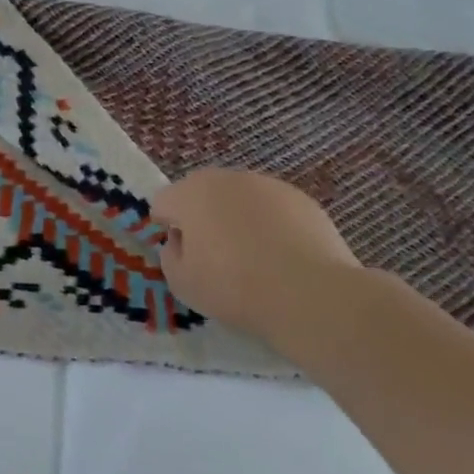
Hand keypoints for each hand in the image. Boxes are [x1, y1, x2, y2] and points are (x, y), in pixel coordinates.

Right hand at [153, 169, 361, 341]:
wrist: (309, 294)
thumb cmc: (233, 287)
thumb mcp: (181, 282)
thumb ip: (170, 255)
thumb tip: (181, 241)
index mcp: (191, 194)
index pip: (164, 202)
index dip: (167, 227)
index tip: (182, 253)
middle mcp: (227, 179)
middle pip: (202, 193)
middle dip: (201, 216)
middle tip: (213, 254)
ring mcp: (268, 185)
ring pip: (239, 199)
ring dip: (236, 218)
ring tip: (252, 256)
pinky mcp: (302, 199)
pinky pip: (272, 209)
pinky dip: (270, 225)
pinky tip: (281, 256)